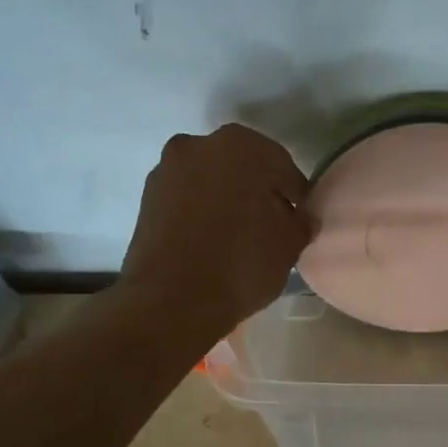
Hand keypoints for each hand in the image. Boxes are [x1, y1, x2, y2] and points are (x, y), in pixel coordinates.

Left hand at [121, 124, 311, 338]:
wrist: (171, 301)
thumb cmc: (241, 263)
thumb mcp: (289, 244)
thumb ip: (301, 222)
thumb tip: (300, 218)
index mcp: (239, 145)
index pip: (280, 165)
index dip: (294, 193)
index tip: (300, 218)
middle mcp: (197, 145)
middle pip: (241, 167)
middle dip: (258, 191)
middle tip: (272, 224)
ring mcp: (166, 171)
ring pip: (210, 181)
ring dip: (227, 200)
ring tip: (240, 236)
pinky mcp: (146, 199)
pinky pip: (187, 199)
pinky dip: (202, 212)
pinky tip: (213, 241)